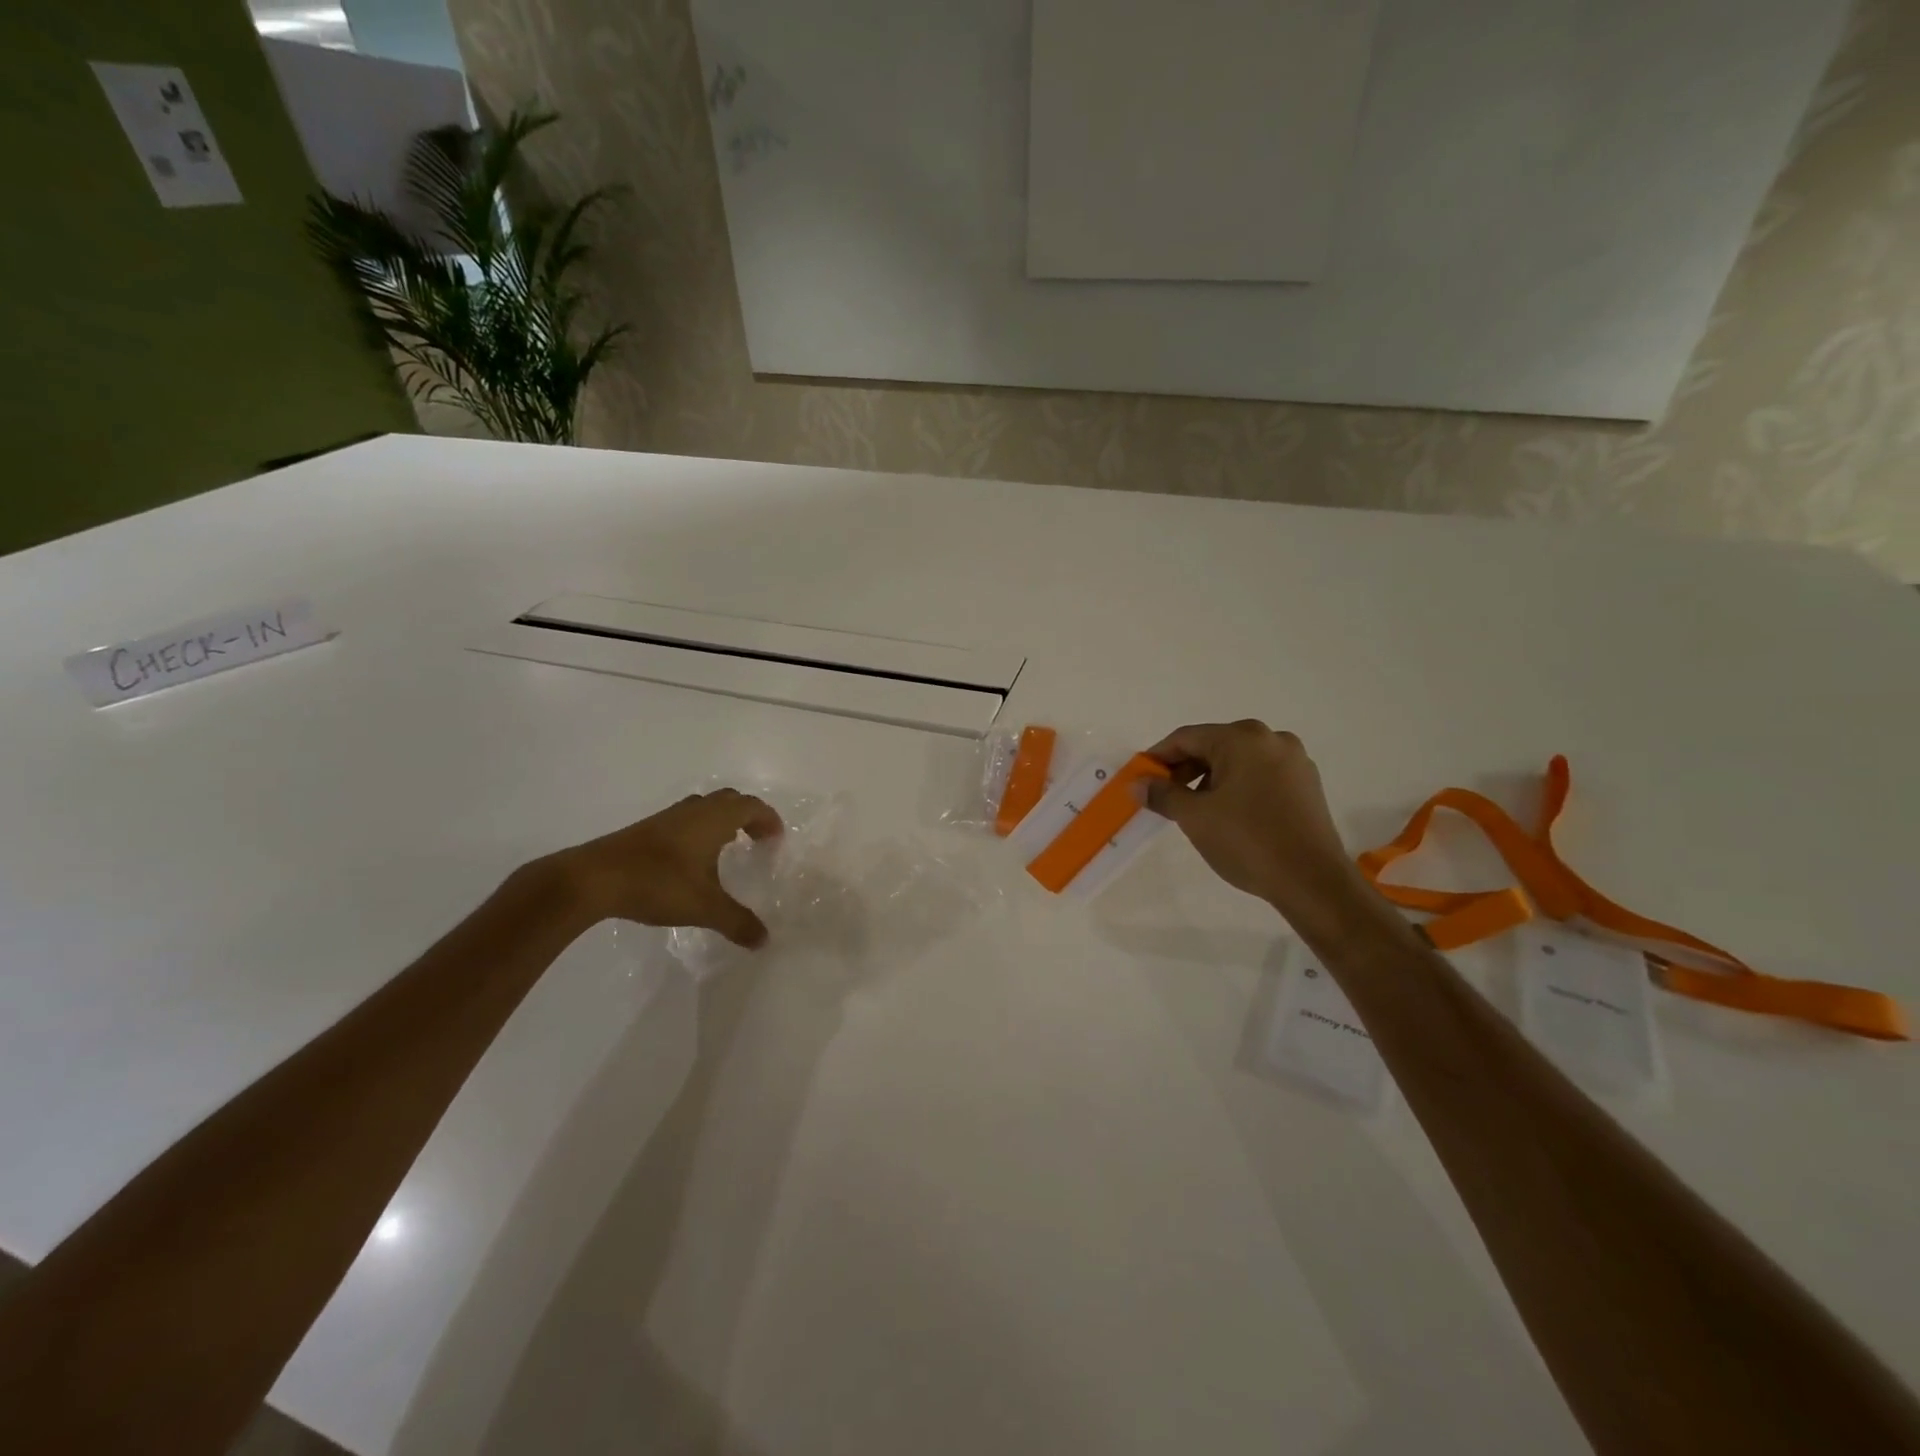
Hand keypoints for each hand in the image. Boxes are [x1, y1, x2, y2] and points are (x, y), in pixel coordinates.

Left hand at [551, 789, 784, 946]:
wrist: (593, 879)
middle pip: (730, 800)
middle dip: (748, 816)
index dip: (768, 819)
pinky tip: (693, 858)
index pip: (751, 806)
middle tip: (758, 839)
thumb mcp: (704, 907)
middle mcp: (694, 810)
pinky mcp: (647, 829)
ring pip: (705, 807)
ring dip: (723, 820)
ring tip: (729, 846)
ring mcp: (668, 817)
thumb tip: (765, 940)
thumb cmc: (658, 884)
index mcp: (714, 819)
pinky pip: (686, 819)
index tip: (776, 839)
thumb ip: (737, 922)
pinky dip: (701, 829)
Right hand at [1146, 721, 1370, 924]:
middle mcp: (1271, 739)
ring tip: (1194, 810)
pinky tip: (1228, 815)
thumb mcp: (1195, 817)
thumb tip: (1138, 783)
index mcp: (1242, 738)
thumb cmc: (1247, 840)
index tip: (1139, 779)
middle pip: (1214, 746)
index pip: (1186, 738)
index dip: (1158, 757)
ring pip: (1238, 762)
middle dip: (1184, 769)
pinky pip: (1260, 776)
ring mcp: (1294, 761)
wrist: (1312, 881)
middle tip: (1163, 797)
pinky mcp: (1307, 784)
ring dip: (1210, 780)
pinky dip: (1237, 788)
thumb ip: (1162, 794)